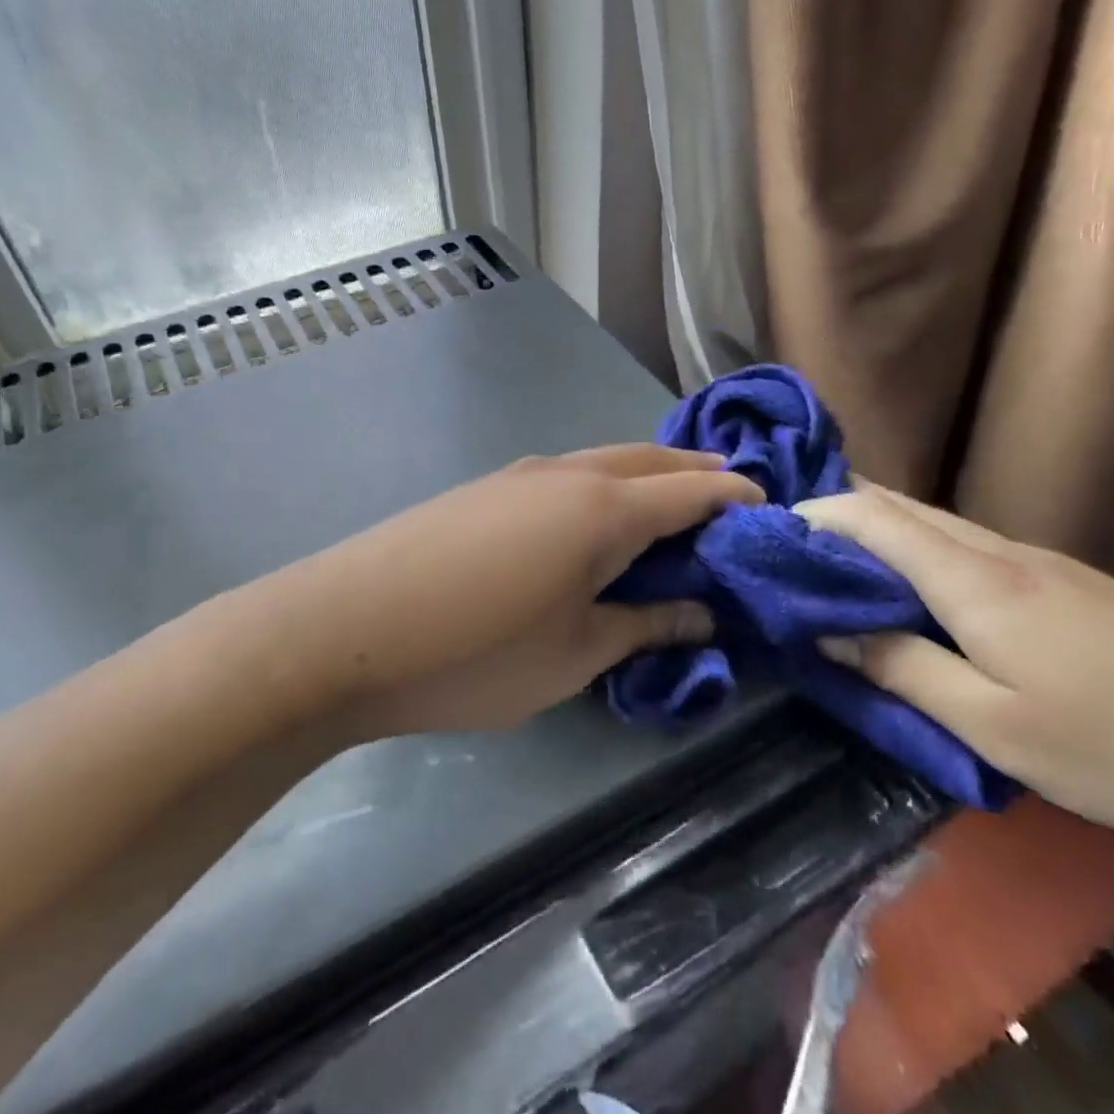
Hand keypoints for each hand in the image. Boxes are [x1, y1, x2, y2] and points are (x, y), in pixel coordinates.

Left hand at [262, 446, 762, 739]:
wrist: (345, 629)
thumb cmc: (475, 653)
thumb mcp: (576, 655)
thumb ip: (645, 625)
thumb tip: (701, 613)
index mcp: (604, 509)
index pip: (693, 490)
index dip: (736, 497)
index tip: (768, 511)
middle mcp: (567, 474)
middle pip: (650, 459)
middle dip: (695, 473)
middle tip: (727, 498)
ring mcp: (518, 474)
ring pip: (603, 461)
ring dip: (643, 476)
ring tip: (666, 508)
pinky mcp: (482, 489)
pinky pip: (563, 476)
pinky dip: (599, 487)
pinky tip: (588, 523)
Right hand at [795, 482, 1113, 857]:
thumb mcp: (995, 726)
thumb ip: (901, 670)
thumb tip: (825, 633)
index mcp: (973, 578)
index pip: (870, 518)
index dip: (810, 515)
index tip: (759, 535)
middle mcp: (998, 551)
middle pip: (897, 506)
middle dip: (832, 514)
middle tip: (780, 548)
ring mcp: (1037, 562)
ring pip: (931, 524)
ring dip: (871, 534)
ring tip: (825, 568)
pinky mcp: (1064, 584)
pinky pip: (962, 548)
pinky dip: (912, 553)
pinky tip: (905, 589)